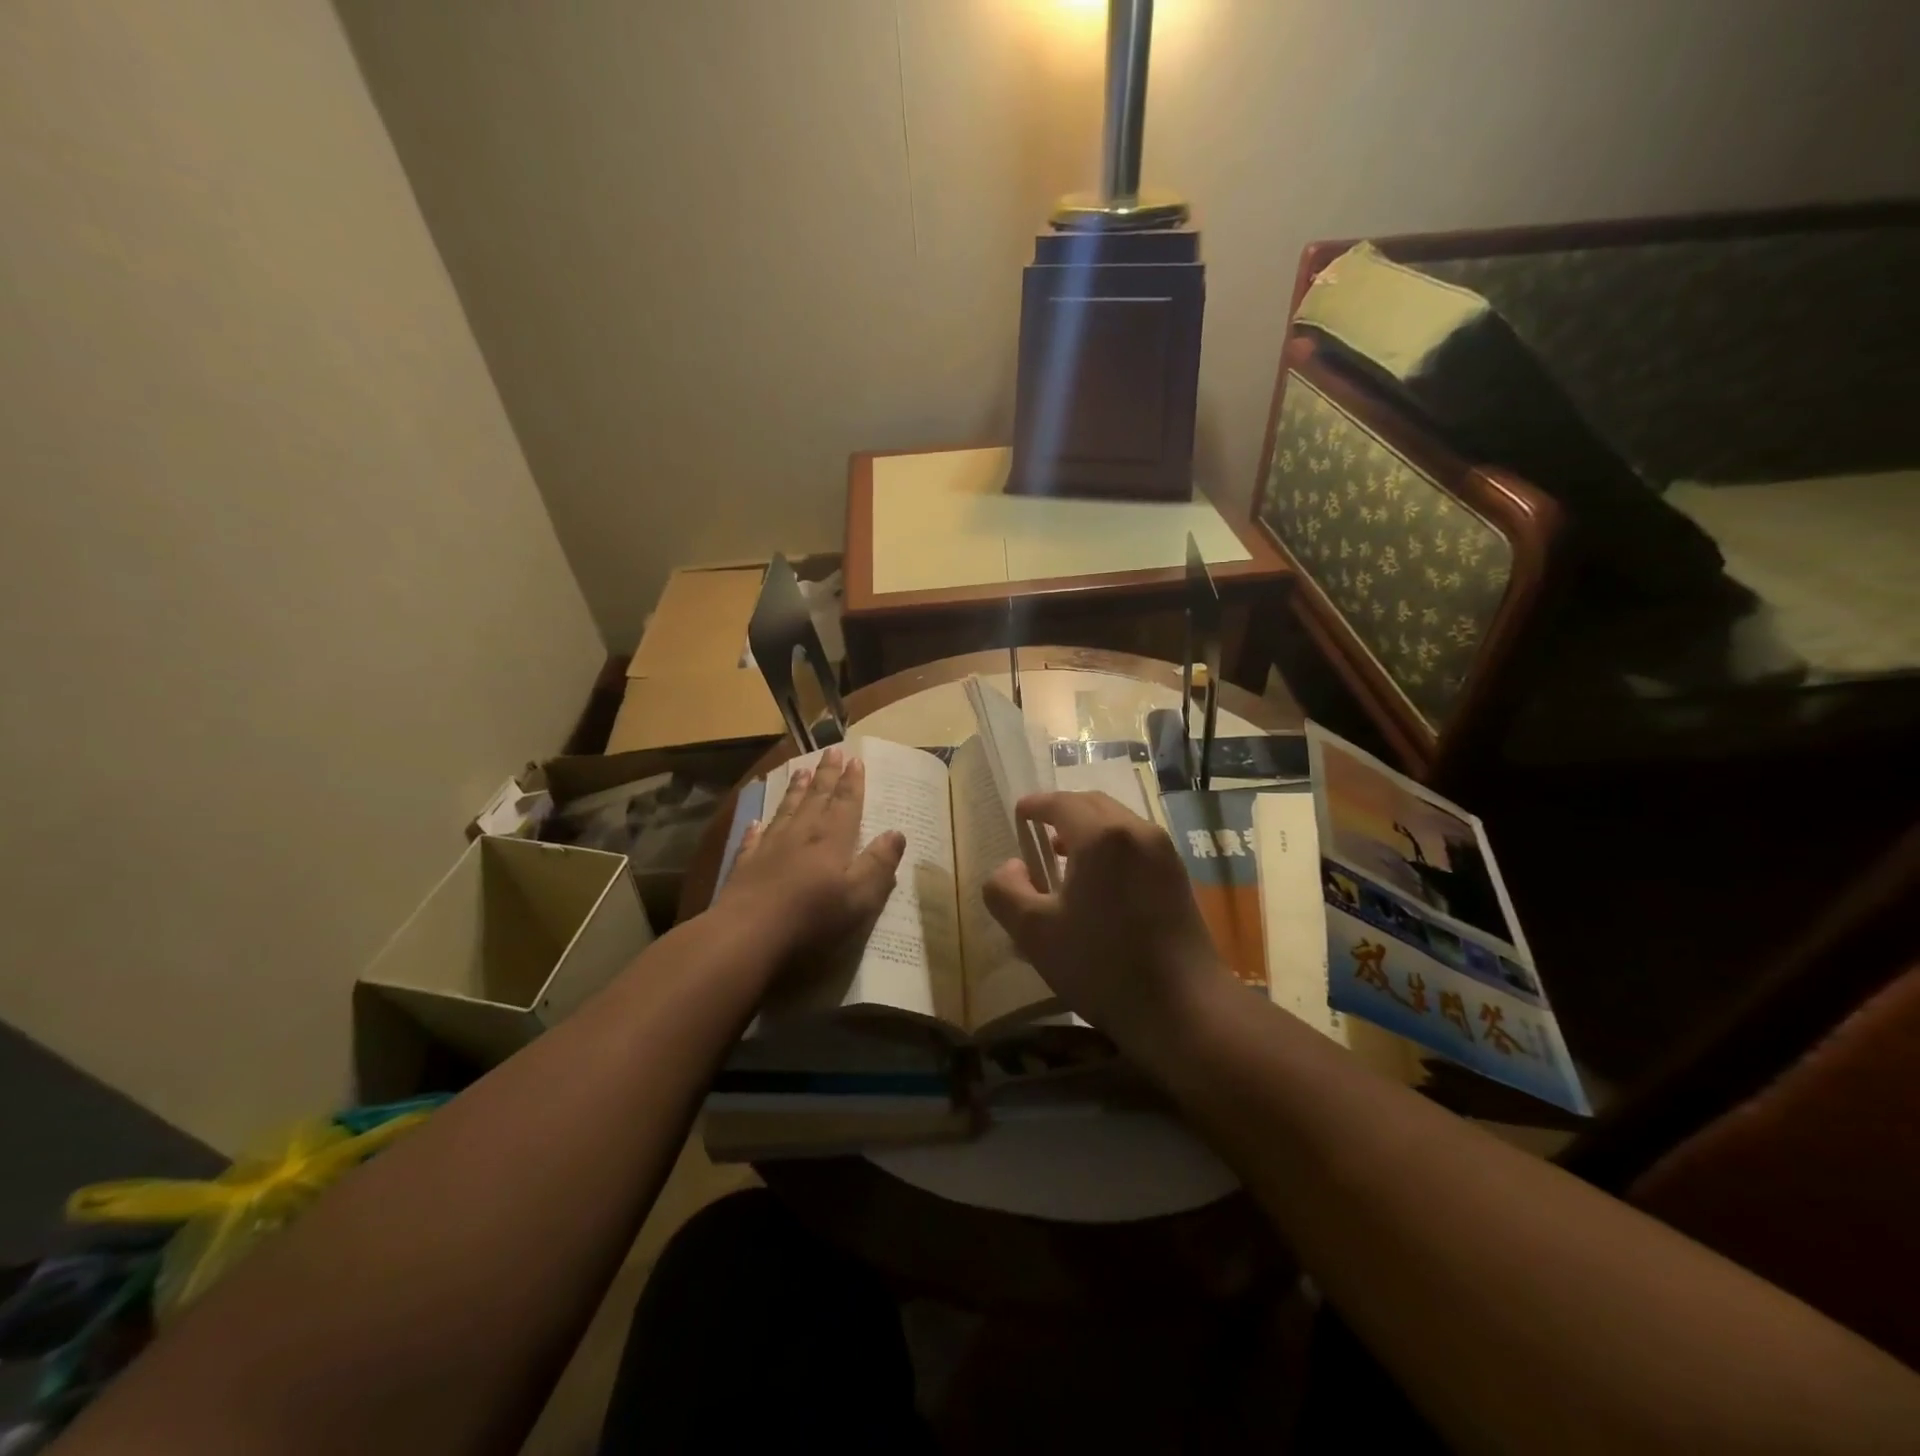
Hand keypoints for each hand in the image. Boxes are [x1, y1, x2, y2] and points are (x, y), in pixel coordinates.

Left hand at [717, 747, 905, 961]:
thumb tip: (897, 833)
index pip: (846, 805)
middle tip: (831, 751)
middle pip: (816, 799)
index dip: (852, 783)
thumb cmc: (812, 918)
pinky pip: (753, 840)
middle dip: (826, 775)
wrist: (747, 935)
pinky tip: (756, 821)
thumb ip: (879, 864)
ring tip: (800, 771)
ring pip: (786, 812)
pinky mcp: (745, 867)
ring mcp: (769, 849)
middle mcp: (801, 836)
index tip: (856, 760)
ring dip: (795, 791)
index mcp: (832, 841)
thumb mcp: (860, 897)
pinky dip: (757, 829)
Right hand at [983, 791, 1228, 1059]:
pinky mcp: (1178, 877)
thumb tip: (1012, 867)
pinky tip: (1099, 882)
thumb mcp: (1035, 932)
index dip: (1035, 805)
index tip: (1019, 813)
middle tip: (1038, 832)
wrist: (1185, 1009)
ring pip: (1118, 823)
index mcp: (1101, 836)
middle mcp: (1137, 831)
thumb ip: (1007, 891)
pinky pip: (1136, 844)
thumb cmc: (1102, 966)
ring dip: (1088, 830)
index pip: (1060, 803)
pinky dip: (1111, 847)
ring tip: (1064, 858)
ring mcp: (1164, 853)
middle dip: (1062, 812)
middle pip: (1093, 804)